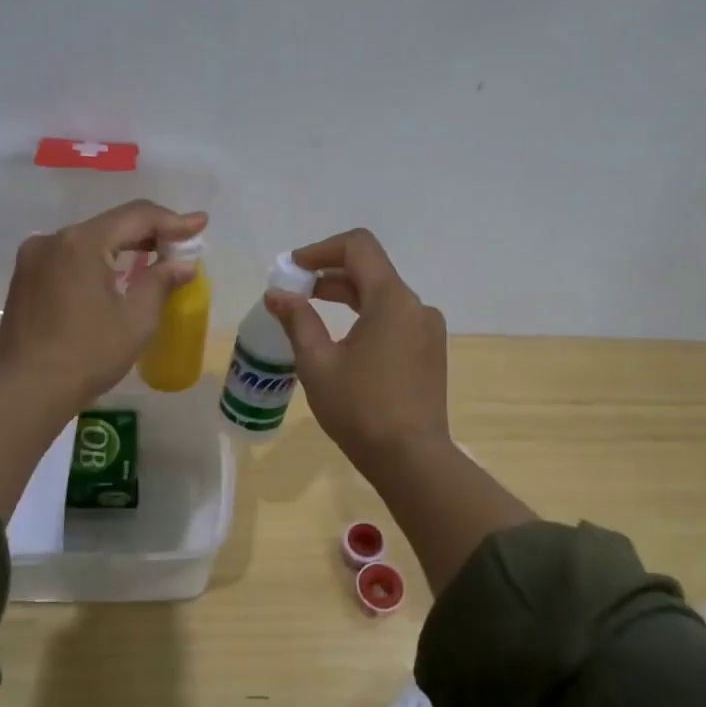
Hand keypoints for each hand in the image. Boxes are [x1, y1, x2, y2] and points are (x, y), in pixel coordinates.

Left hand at [0, 199, 207, 413]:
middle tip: (182, 244)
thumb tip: (183, 264)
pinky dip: (98, 261)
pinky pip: (70, 257)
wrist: (26, 391)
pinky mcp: (25, 278)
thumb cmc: (88, 354)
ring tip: (154, 257)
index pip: (136, 217)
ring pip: (89, 240)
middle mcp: (53, 240)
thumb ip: (161, 281)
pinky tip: (116, 275)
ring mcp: (33, 258)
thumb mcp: (137, 319)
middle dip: (149, 232)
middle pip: (111, 225)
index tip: (200, 223)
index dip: (173, 220)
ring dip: (123, 247)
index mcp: (81, 242)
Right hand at [264, 228, 450, 476]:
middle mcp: (416, 306)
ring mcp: (427, 329)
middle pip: (371, 269)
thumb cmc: (360, 409)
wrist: (411, 459)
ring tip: (311, 312)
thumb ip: (298, 320)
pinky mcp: (429, 351)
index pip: (358, 247)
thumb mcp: (318, 364)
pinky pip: (395, 318)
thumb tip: (276, 294)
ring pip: (383, 295)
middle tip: (294, 291)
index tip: (293, 268)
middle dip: (329, 273)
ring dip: (347, 295)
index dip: (321, 249)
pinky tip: (343, 340)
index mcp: (392, 300)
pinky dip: (366, 316)